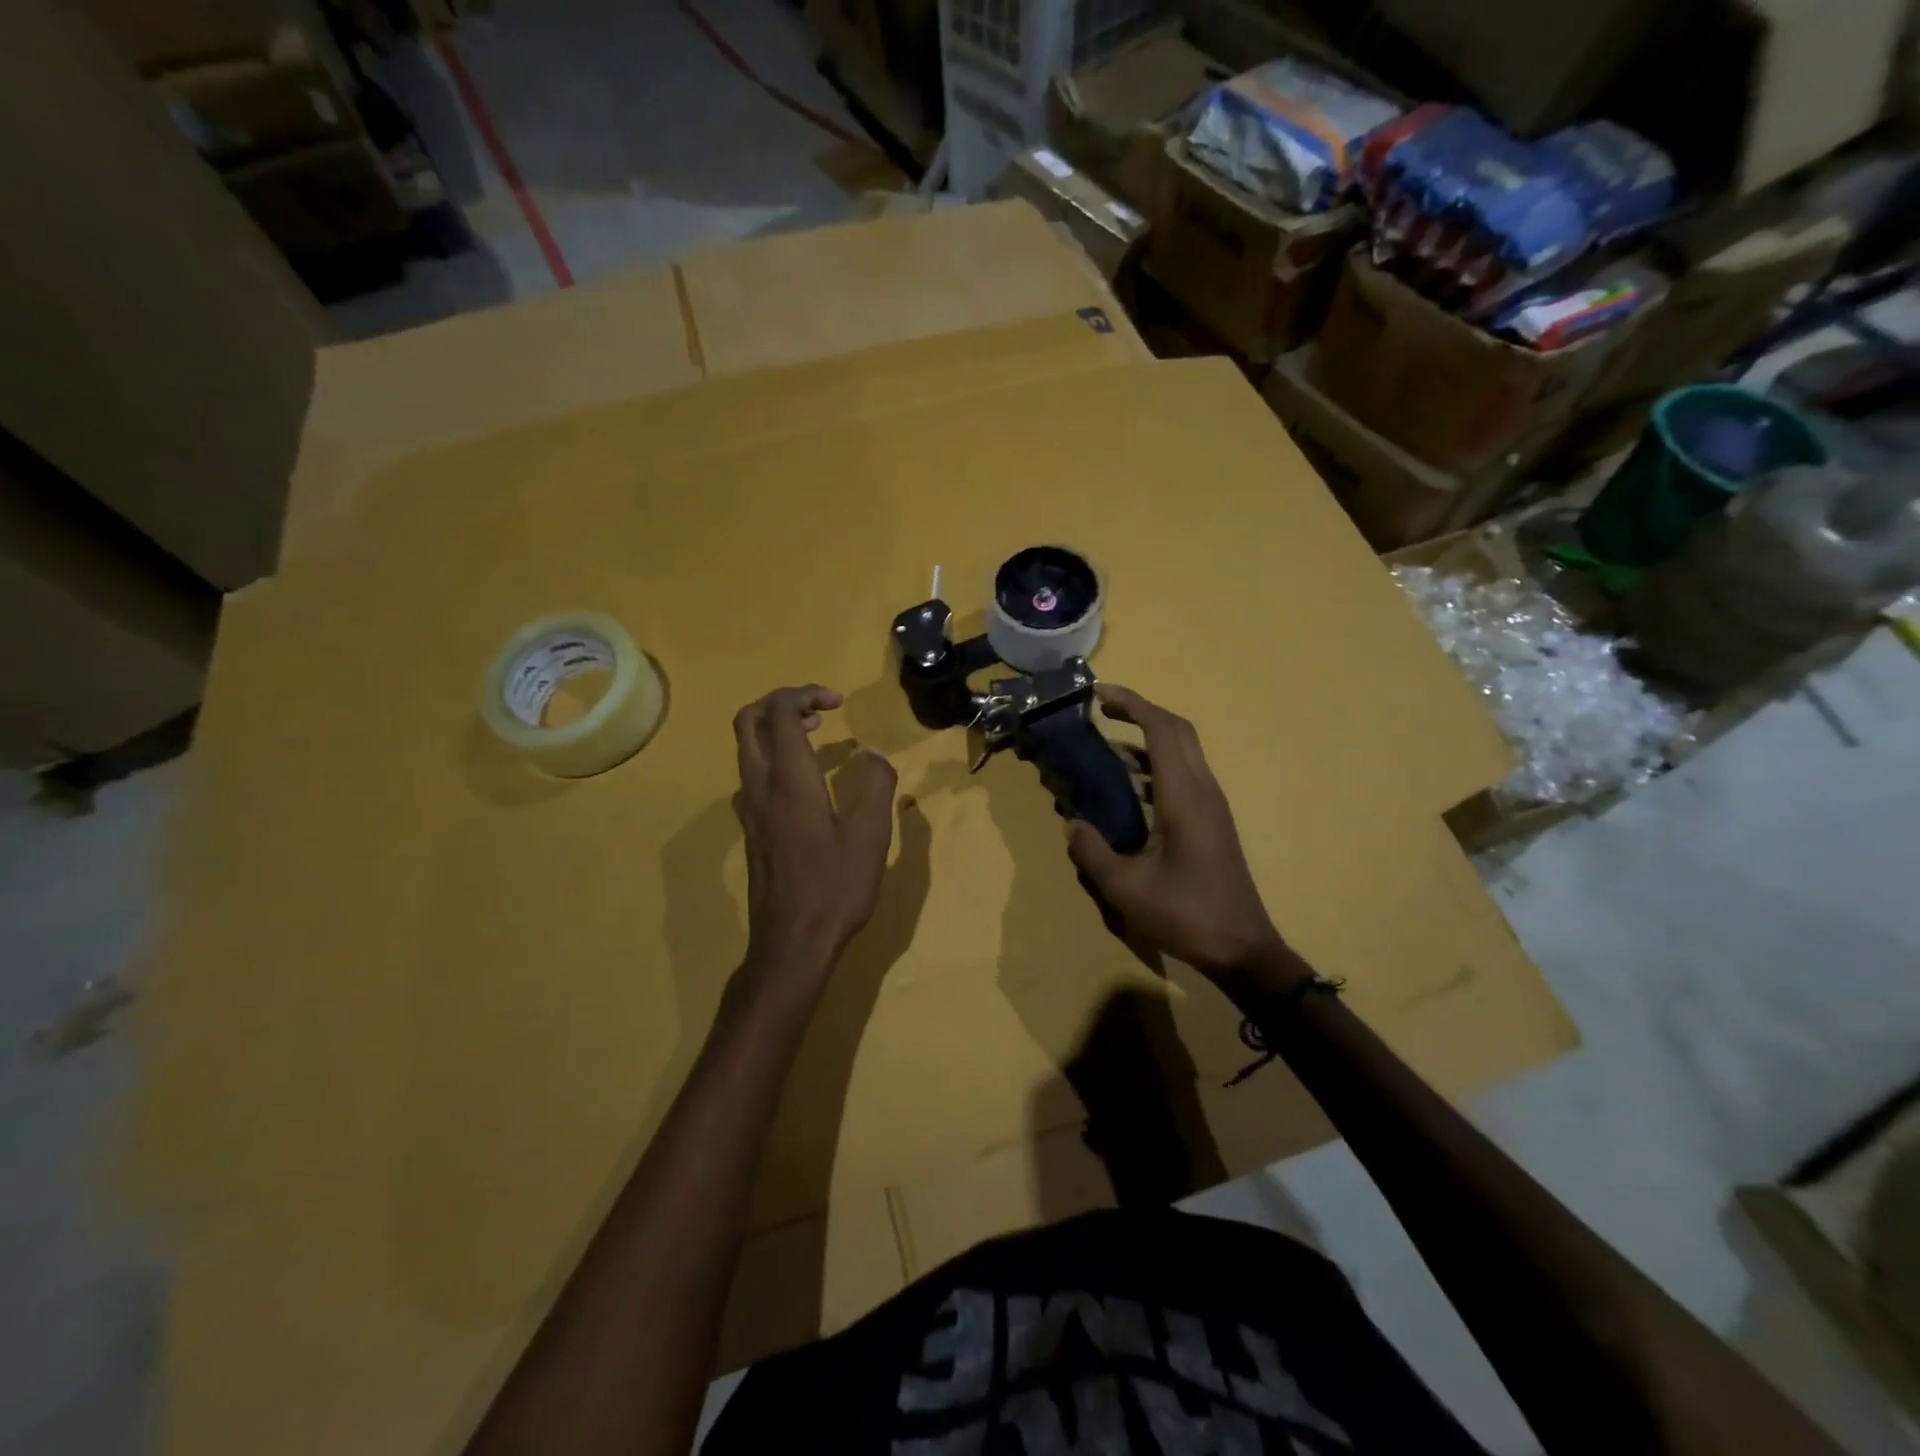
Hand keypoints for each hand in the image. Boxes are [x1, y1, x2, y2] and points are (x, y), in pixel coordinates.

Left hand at [733, 685, 897, 976]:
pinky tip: (804, 780)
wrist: (791, 943)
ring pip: (746, 748)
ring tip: (815, 735)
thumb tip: (873, 753)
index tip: (839, 702)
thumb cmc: (834, 888)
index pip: (780, 713)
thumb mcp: (870, 836)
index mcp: (788, 781)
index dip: (805, 693)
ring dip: (775, 728)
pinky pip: (752, 774)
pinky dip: (773, 756)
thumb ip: (874, 785)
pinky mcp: (751, 830)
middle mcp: (760, 787)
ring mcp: (750, 810)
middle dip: (781, 702)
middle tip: (820, 710)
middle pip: (748, 721)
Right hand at [1065, 685, 1290, 984]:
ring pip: (1183, 752)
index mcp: (1184, 797)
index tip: (1099, 694)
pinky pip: (1184, 775)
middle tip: (1102, 710)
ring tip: (1106, 749)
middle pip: (1177, 730)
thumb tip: (1072, 823)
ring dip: (1147, 739)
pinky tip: (1128, 788)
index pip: (1162, 729)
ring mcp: (1212, 805)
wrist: (1242, 949)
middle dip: (1140, 711)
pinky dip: (1155, 766)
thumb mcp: (1125, 889)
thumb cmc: (1185, 915)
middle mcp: (1203, 790)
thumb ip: (1092, 851)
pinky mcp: (1212, 821)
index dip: (1131, 704)